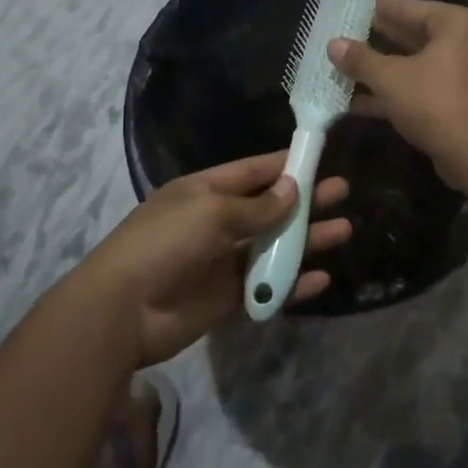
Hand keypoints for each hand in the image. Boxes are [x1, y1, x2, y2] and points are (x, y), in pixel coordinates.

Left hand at [80, 152, 349, 365]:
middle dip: (306, 199)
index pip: (254, 171)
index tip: (320, 156)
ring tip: (345, 230)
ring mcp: (223, 262)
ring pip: (274, 247)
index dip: (286, 164)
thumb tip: (292, 190)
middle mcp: (218, 223)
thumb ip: (257, 206)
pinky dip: (293, 284)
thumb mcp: (211, 212)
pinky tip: (322, 278)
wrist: (123, 310)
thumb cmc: (166, 242)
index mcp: (207, 192)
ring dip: (307, 239)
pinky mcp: (228, 299)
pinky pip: (267, 288)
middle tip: (343, 191)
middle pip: (270, 208)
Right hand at [327, 0, 467, 190]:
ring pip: (414, 64)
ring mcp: (463, 73)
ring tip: (343, 66)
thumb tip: (333, 44)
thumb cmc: (435, 102)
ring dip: (381, 68)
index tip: (353, 1)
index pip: (408, 7)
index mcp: (454, 23)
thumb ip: (361, 59)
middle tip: (343, 32)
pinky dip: (394, 91)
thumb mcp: (390, 78)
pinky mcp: (457, 100)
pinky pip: (420, 86)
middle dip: (377, 38)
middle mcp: (464, 42)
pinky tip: (356, 101)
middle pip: (412, 34)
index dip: (378, 6)